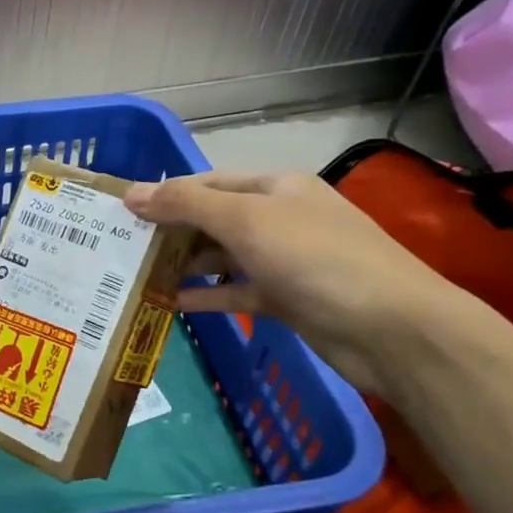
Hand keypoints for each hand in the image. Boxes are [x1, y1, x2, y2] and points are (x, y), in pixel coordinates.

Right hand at [124, 170, 463, 395]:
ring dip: (184, 266)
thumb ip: (186, 205)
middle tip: (121, 247)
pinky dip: (206, 296)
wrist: (392, 330)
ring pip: (222, 257)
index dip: (165, 194)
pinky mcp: (287, 299)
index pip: (207, 183)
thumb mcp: (245, 221)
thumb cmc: (315, 259)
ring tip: (136, 276)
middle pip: (213, 219)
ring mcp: (284, 261)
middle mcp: (279, 218)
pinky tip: (170, 304)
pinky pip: (235, 292)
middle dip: (170, 232)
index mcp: (275, 187)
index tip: (121, 212)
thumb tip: (131, 193)